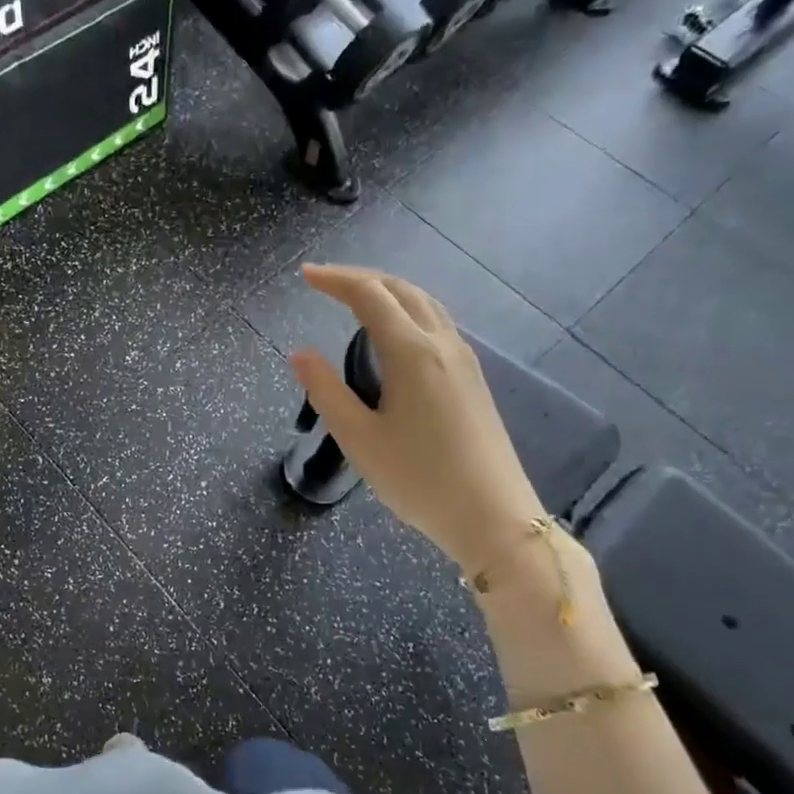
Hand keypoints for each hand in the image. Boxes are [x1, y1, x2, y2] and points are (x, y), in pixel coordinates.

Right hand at [290, 265, 544, 573]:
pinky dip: (407, 310)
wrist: (493, 517)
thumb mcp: (359, 439)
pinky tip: (394, 332)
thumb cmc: (419, 480)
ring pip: (425, 303)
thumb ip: (326, 391)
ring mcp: (464, 360)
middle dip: (361, 278)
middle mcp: (442, 344)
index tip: (305, 276)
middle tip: (325, 282)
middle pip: (401, 290)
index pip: (370, 296)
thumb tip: (300, 353)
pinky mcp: (473, 378)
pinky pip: (437, 323)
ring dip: (387, 291)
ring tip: (355, 298)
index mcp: (412, 353)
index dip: (335, 280)